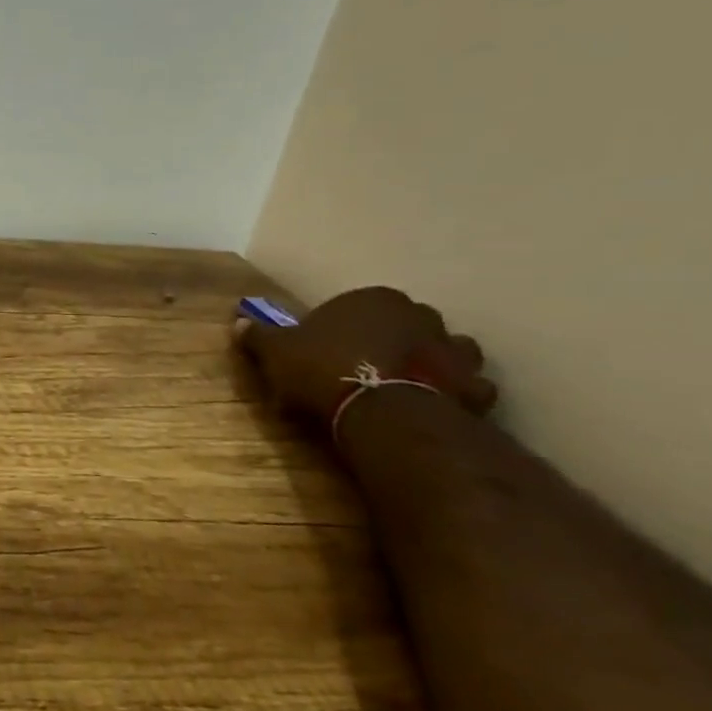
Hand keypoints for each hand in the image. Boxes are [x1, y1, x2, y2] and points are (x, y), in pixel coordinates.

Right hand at [235, 286, 497, 429]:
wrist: (383, 412)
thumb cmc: (324, 369)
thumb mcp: (277, 352)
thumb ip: (259, 336)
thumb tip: (239, 322)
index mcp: (372, 299)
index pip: (356, 305)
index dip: (341, 327)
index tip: (326, 350)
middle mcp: (419, 315)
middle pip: (404, 323)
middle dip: (391, 339)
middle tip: (366, 365)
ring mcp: (453, 350)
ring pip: (445, 350)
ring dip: (432, 362)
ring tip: (406, 384)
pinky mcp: (473, 386)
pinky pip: (467, 387)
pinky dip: (456, 394)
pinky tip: (435, 407)